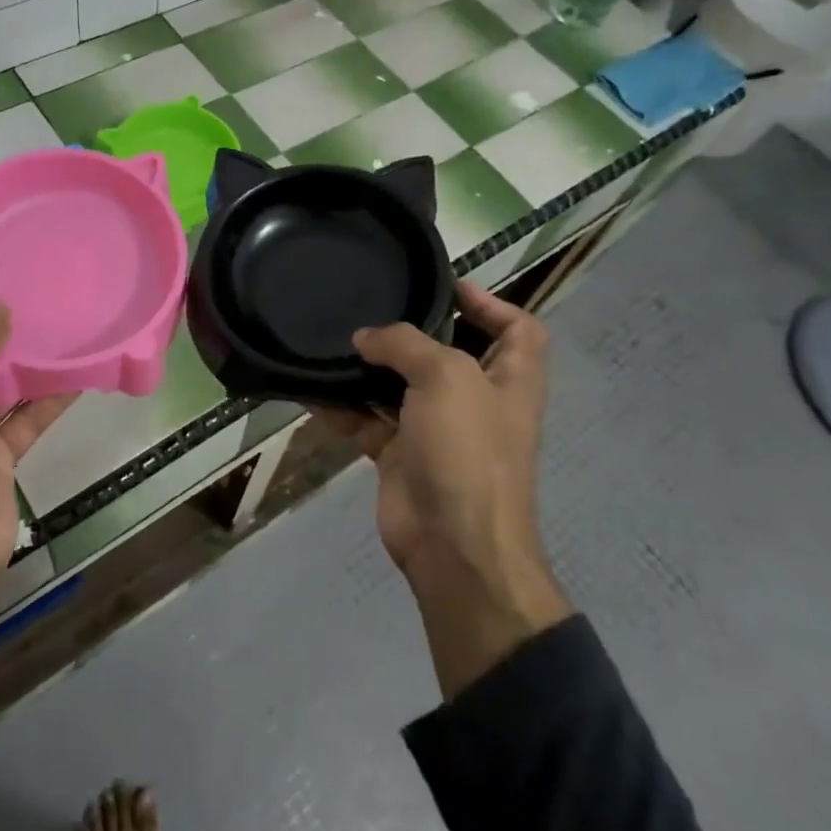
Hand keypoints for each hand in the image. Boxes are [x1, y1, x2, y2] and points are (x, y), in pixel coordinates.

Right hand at [314, 280, 571, 698]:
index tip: (446, 285)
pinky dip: (343, 408)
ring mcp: (438, 430)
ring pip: (402, 386)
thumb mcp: (446, 377)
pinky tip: (313, 389)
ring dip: (371, 367)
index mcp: (510, 379)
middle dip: (416, 330)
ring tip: (335, 338)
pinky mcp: (402, 456)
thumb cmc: (468, 450)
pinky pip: (368, 421)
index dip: (491, 301)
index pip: (518, 329)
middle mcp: (477, 401)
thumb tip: (365, 338)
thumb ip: (405, 344)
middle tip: (374, 304)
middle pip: (450, 352)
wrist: (453, 545)